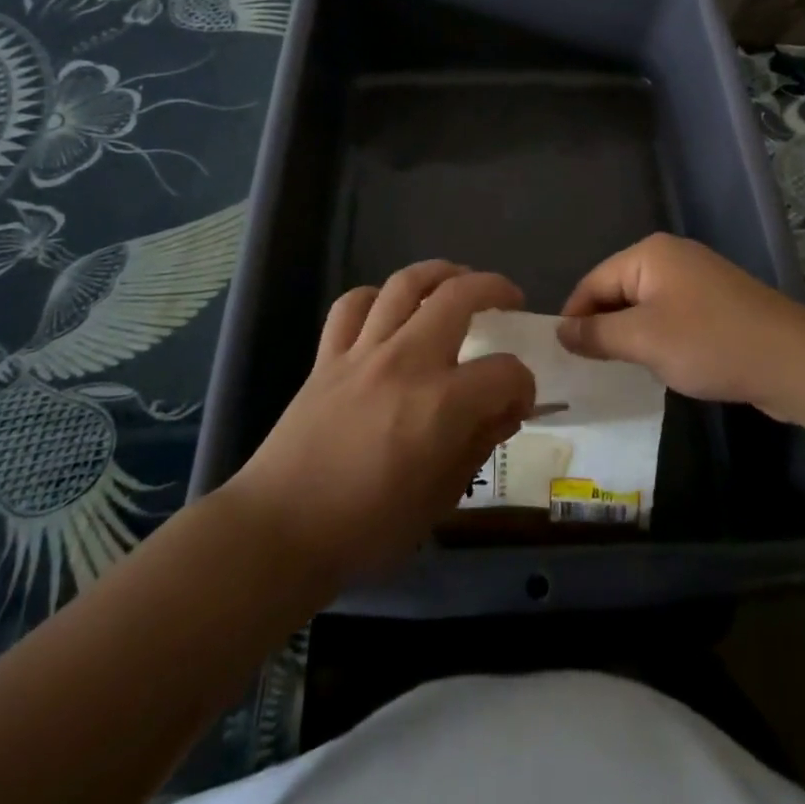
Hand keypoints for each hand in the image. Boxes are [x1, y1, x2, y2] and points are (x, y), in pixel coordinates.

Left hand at [222, 261, 534, 586]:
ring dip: (440, 272)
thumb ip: (478, 444)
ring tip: (457, 280)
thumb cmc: (367, 528)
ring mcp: (363, 352)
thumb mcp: (440, 500)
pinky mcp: (328, 356)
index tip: (519, 400)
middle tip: (510, 300)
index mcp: (441, 405)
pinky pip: (353, 304)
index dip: (523, 383)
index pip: (505, 371)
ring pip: (406, 284)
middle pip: (459, 296)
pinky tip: (389, 308)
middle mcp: (406, 362)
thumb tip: (505, 410)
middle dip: (495, 289)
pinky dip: (376, 297)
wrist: (281, 531)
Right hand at [558, 233, 804, 421]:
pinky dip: (658, 339)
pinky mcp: (717, 304)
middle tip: (587, 369)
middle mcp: (671, 257)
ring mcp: (698, 279)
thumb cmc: (708, 343)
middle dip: (602, 327)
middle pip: (618, 290)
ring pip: (645, 306)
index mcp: (649, 254)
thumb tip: (561, 331)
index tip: (562, 357)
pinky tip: (659, 366)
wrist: (791, 360)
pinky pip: (671, 317)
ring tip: (618, 371)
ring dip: (630, 336)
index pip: (593, 281)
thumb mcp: (643, 339)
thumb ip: (597, 334)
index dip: (574, 317)